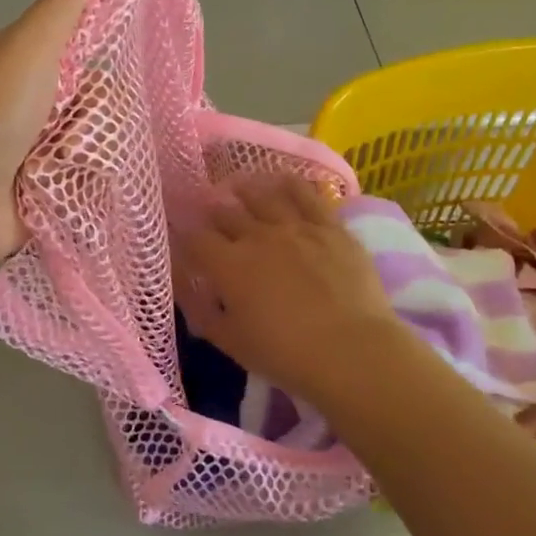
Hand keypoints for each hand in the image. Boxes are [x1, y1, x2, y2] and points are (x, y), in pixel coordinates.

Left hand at [0, 0, 88, 269]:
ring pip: (90, 143)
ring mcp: (32, 153)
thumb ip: (58, 9)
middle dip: (100, 114)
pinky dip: (88, 184)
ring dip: (94, 153)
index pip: (77, 51)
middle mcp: (26, 107)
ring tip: (79, 162)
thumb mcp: (27, 50)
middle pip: (90, 101)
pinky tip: (93, 187)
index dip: (101, 55)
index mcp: (20, 67)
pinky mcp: (40, 194)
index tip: (126, 62)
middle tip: (94, 125)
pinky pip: (82, 182)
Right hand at [176, 173, 403, 400]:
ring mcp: (296, 227)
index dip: (186, 236)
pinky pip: (306, 194)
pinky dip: (290, 184)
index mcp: (228, 265)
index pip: (196, 239)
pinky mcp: (330, 227)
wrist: (351, 351)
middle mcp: (257, 236)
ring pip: (263, 196)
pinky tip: (282, 179)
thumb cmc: (285, 355)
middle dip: (214, 213)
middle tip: (211, 213)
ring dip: (246, 190)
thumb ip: (201, 312)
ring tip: (239, 187)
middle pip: (226, 213)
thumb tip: (183, 288)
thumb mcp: (231, 342)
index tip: (184, 239)